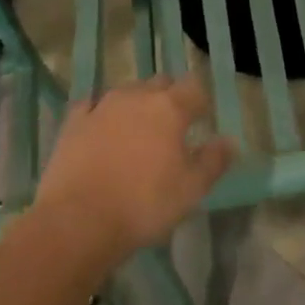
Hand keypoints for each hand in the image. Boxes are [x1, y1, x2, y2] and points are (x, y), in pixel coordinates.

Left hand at [35, 76, 235, 263]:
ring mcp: (102, 105)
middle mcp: (137, 96)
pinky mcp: (74, 121)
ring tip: (138, 130)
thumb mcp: (190, 190)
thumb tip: (229, 141)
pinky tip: (100, 127)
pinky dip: (100, 112)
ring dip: (137, 104)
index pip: (194, 88)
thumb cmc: (144, 204)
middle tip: (172, 126)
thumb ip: (213, 162)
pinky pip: (92, 105)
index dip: (201, 101)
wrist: (79, 220)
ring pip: (127, 91)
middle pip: (160, 83)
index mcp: (170, 108)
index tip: (202, 119)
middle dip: (169, 97)